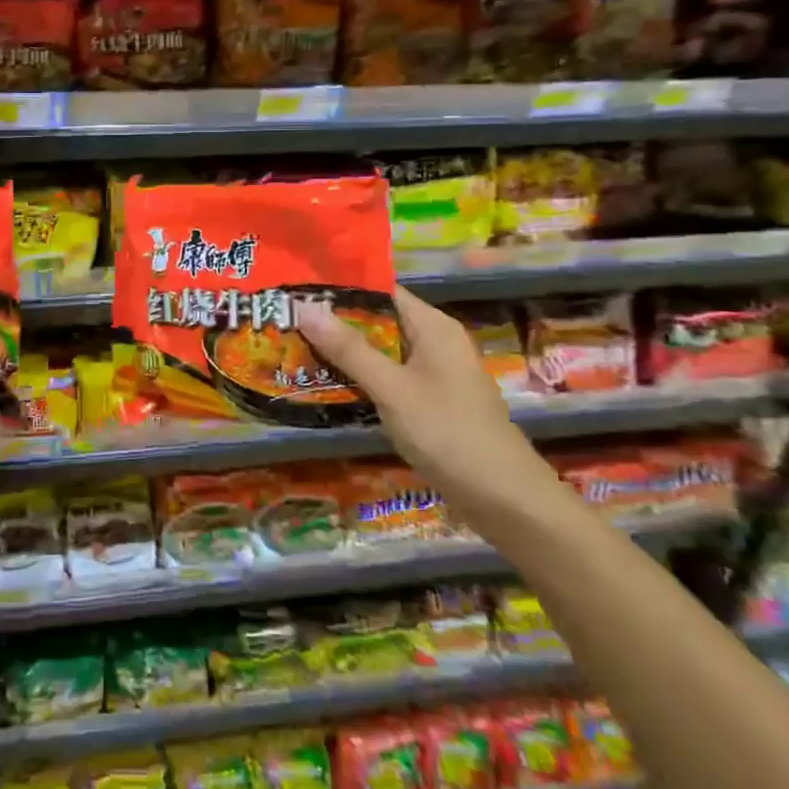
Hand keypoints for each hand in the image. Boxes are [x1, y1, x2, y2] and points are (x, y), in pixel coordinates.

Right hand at [298, 286, 561, 519]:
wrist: (504, 500)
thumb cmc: (448, 433)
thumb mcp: (392, 388)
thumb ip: (349, 349)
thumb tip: (304, 307)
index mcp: (433, 327)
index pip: (381, 291)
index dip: (341, 288)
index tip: (297, 289)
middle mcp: (434, 343)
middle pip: (378, 322)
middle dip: (335, 323)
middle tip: (285, 320)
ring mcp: (433, 375)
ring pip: (380, 353)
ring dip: (343, 353)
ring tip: (293, 347)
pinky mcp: (428, 403)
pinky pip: (387, 379)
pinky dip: (359, 378)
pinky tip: (325, 384)